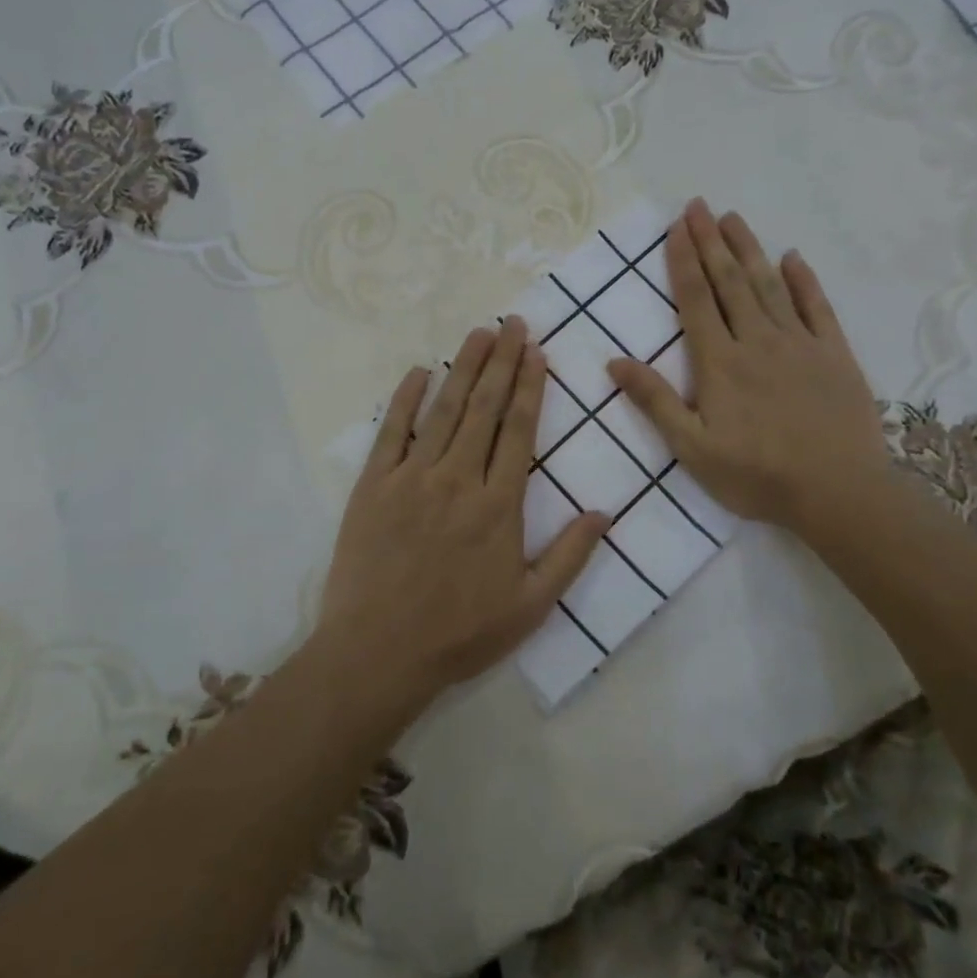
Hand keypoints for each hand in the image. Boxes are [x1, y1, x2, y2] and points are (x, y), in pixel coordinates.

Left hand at [318, 317, 608, 707]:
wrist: (377, 654)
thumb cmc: (459, 634)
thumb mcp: (530, 607)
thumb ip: (570, 557)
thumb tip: (604, 513)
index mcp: (498, 505)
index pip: (519, 430)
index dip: (531, 387)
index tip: (537, 352)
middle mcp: (457, 479)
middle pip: (484, 408)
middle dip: (502, 362)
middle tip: (514, 324)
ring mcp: (411, 478)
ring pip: (443, 410)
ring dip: (463, 368)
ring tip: (479, 334)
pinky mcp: (372, 486)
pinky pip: (391, 431)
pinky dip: (405, 399)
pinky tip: (418, 371)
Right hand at [607, 199, 900, 545]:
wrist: (838, 493)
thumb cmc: (757, 475)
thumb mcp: (693, 449)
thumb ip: (655, 402)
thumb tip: (613, 362)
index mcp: (720, 362)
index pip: (696, 300)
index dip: (684, 261)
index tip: (676, 227)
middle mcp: (757, 341)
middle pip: (730, 282)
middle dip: (711, 241)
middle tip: (698, 205)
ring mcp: (800, 344)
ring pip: (769, 285)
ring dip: (749, 249)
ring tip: (733, 218)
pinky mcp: (835, 354)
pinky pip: (817, 307)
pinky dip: (804, 280)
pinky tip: (792, 257)